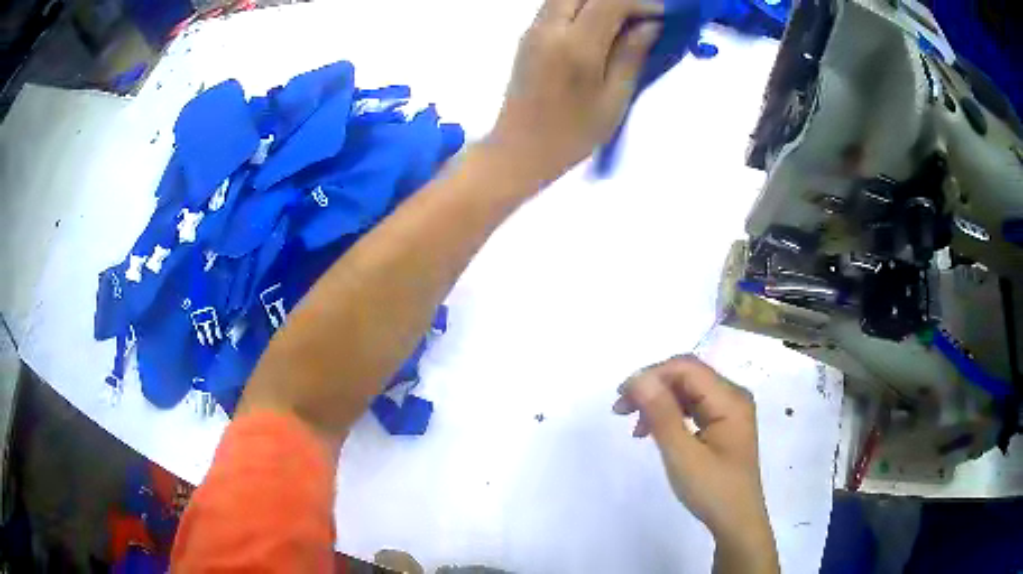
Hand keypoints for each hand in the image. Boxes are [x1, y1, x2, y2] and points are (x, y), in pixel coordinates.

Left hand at [488, 0, 661, 183]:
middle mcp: (549, 28)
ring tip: (624, 21)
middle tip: (641, 15)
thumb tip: (650, 24)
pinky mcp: (527, 36)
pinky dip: (581, 7)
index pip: (609, 1)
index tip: (661, 14)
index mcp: (575, 46)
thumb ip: (631, 55)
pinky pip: (556, 7)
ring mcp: (533, 30)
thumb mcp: (613, 98)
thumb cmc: (572, 133)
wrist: (519, 150)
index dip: (639, 2)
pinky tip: (599, 26)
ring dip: (598, 1)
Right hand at [614, 355, 778, 571]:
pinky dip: (670, 415)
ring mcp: (729, 411)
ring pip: (688, 391)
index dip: (652, 375)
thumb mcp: (683, 455)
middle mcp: (733, 397)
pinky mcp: (723, 425)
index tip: (621, 397)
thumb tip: (639, 378)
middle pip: (688, 376)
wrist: (736, 522)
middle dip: (653, 387)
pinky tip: (654, 431)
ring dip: (659, 401)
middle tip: (621, 409)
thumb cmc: (712, 490)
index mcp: (730, 399)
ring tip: (634, 425)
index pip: (687, 368)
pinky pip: (693, 408)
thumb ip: (662, 415)